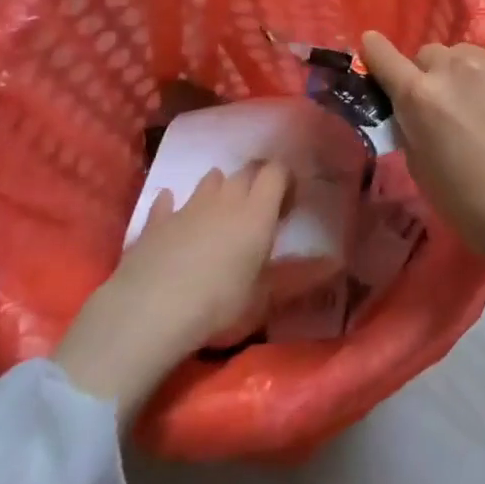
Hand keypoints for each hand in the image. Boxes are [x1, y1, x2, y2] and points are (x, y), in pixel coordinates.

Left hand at [53, 160, 289, 413]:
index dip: (285, 181)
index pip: (277, 172)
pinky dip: (173, 206)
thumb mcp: (264, 298)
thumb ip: (298, 277)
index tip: (288, 204)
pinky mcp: (156, 221)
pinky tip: (172, 215)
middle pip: (245, 172)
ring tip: (221, 213)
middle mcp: (226, 197)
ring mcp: (188, 205)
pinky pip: (168, 203)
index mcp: (257, 210)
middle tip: (259, 211)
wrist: (150, 312)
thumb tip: (334, 264)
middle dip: (255, 183)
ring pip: (210, 180)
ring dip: (219, 190)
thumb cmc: (219, 304)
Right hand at [360, 32, 484, 292]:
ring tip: (477, 107)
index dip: (375, 53)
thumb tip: (410, 110)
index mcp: (420, 96)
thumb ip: (410, 128)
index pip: (383, 55)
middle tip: (440, 107)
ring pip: (463, 55)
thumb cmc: (474, 208)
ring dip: (459, 73)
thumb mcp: (422, 171)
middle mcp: (455, 69)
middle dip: (426, 75)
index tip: (374, 53)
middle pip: (427, 54)